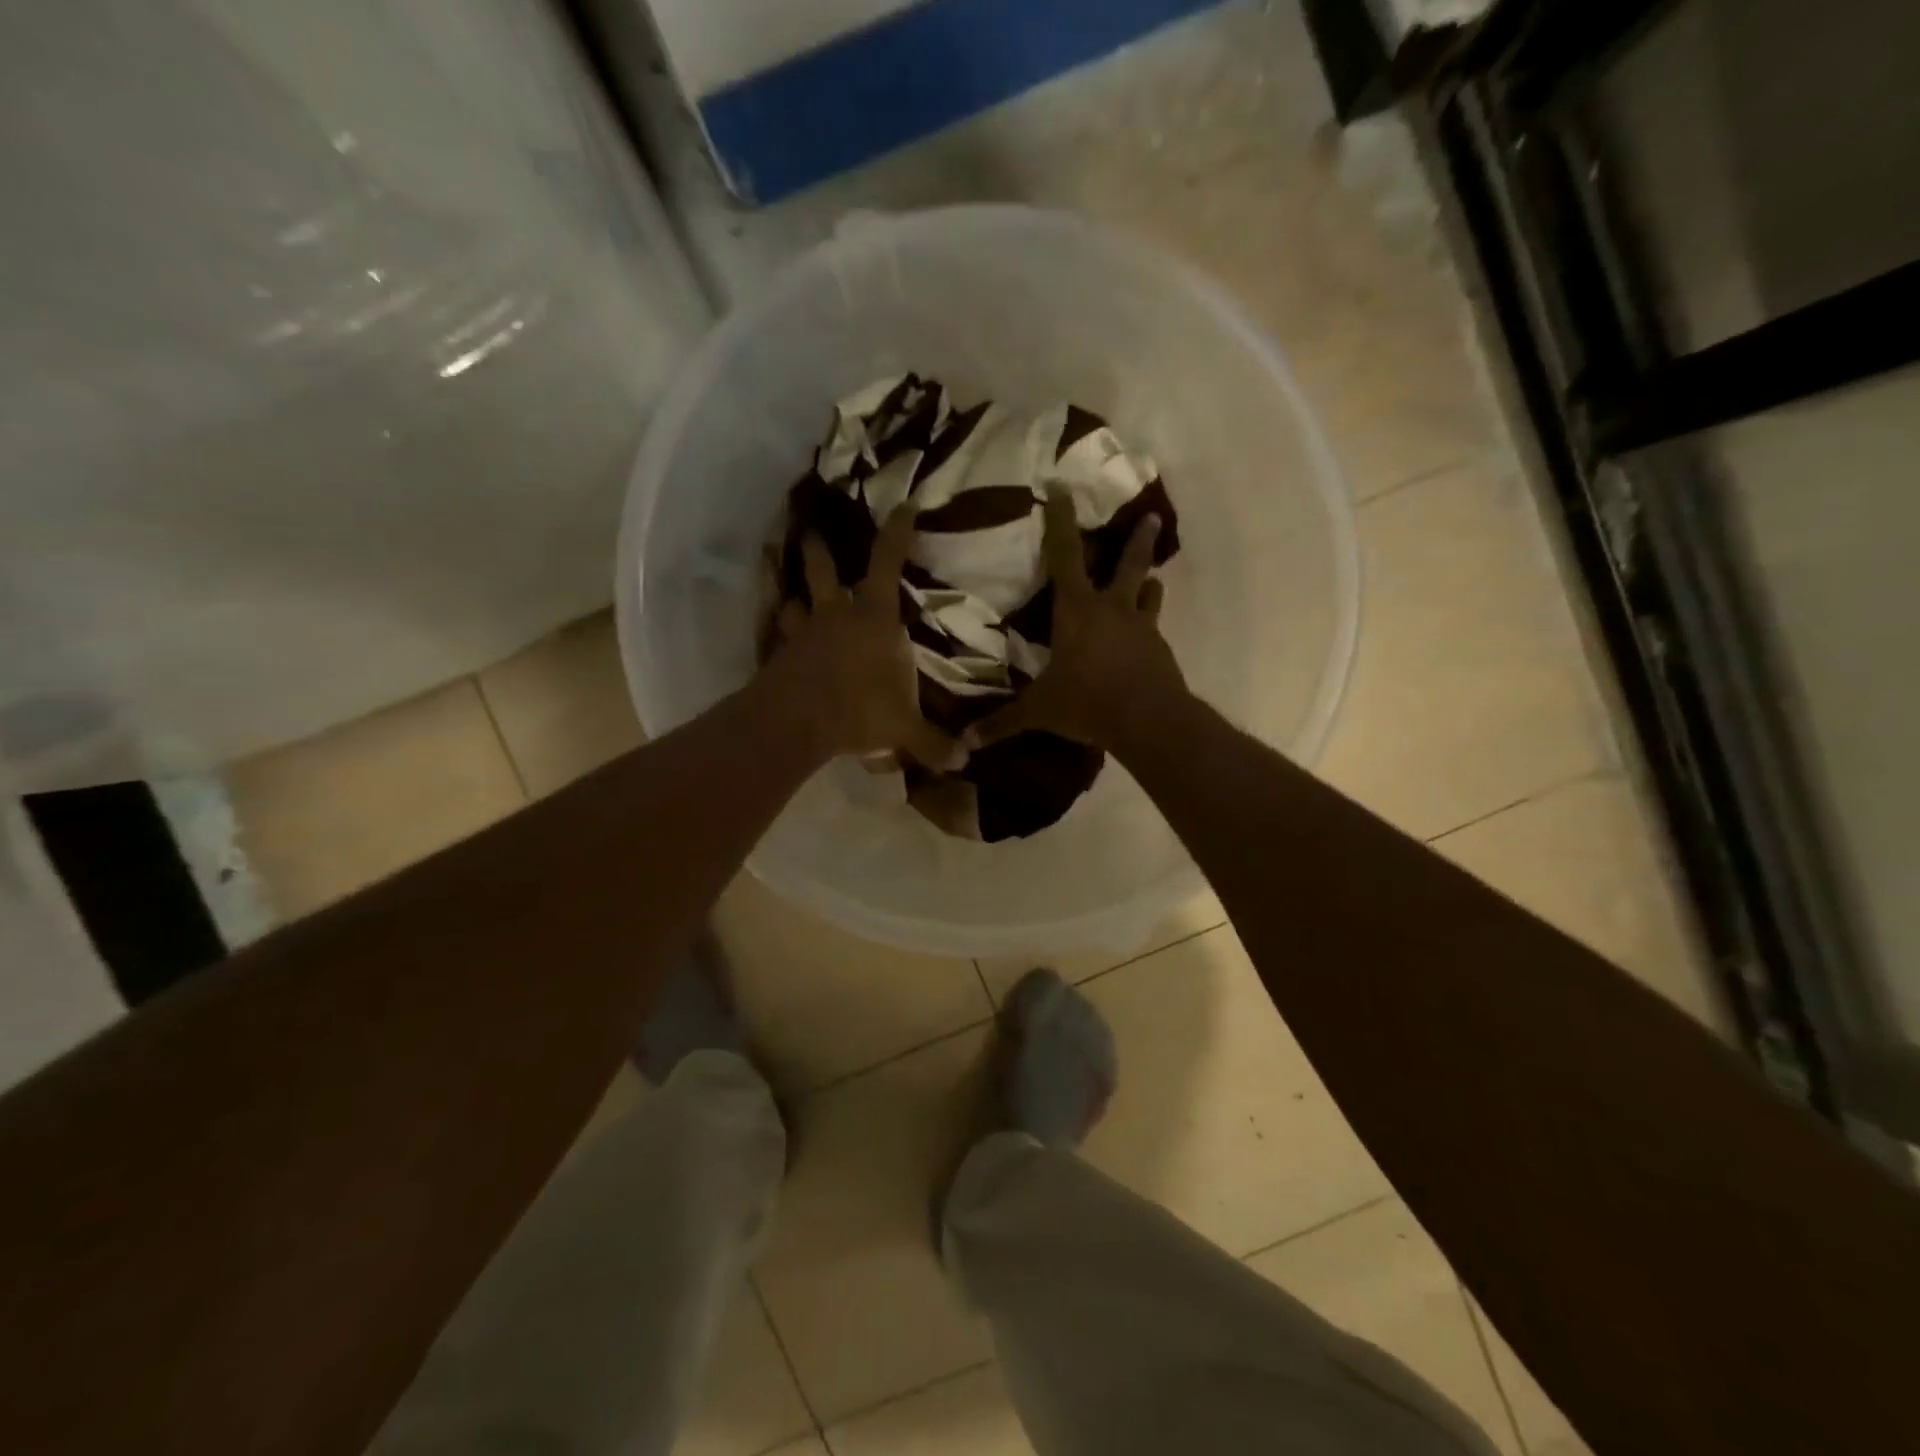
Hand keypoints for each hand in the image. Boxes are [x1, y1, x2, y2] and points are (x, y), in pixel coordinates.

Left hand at [760, 505, 961, 768]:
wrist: (794, 722)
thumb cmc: (858, 709)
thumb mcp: (903, 729)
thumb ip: (933, 743)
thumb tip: (964, 762)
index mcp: (874, 619)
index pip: (886, 563)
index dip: (896, 532)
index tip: (903, 506)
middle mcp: (836, 616)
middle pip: (824, 571)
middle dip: (819, 550)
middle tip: (811, 532)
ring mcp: (804, 634)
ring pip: (795, 602)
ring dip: (795, 595)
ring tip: (792, 593)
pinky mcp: (781, 657)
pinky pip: (781, 638)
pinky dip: (783, 637)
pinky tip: (782, 644)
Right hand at [966, 489, 1189, 755]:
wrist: (1149, 721)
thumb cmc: (1088, 703)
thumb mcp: (1040, 712)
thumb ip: (1002, 723)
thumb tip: (963, 743)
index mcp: (1077, 610)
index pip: (1065, 555)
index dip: (1061, 521)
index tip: (1063, 489)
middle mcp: (1112, 609)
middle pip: (1128, 564)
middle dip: (1137, 539)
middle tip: (1150, 516)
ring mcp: (1142, 627)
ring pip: (1148, 594)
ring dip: (1148, 584)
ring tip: (1151, 579)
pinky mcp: (1161, 650)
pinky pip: (1154, 629)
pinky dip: (1149, 627)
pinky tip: (1146, 640)